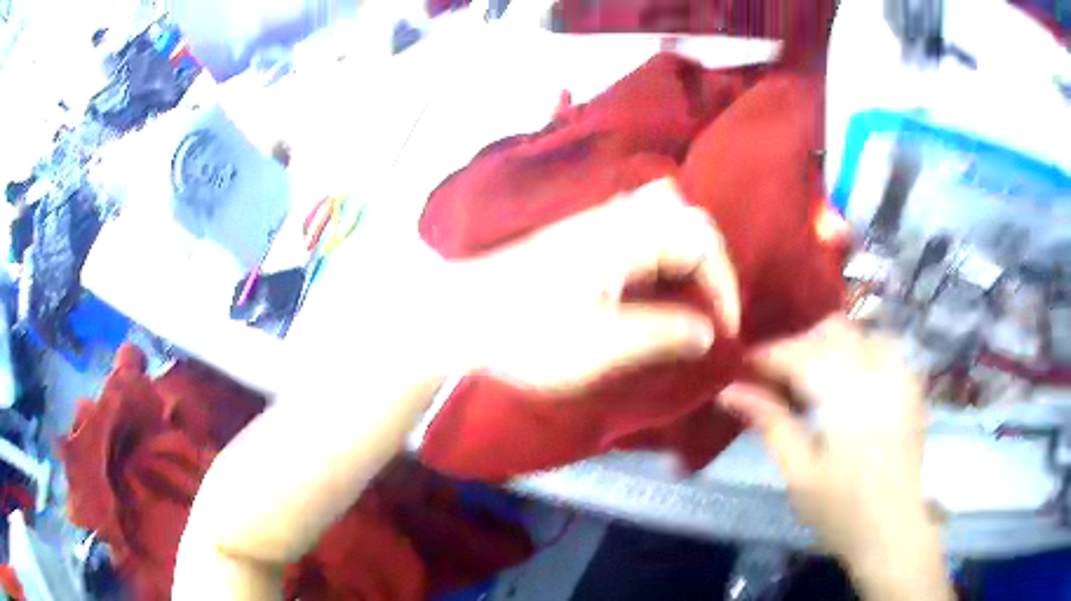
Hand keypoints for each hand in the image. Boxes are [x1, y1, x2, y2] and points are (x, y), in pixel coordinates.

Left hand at [456, 177, 739, 393]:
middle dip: (709, 262)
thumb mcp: (599, 348)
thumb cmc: (525, 335)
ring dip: (687, 252)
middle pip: (686, 216)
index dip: (723, 284)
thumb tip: (708, 333)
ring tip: (687, 296)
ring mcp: (596, 222)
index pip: (699, 239)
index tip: (723, 329)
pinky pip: (640, 226)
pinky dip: (663, 250)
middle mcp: (614, 218)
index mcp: (624, 239)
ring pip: (664, 215)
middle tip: (709, 307)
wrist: (461, 315)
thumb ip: (660, 335)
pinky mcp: (582, 235)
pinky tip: (653, 284)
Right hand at [718, 317, 951, 600]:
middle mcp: (877, 372)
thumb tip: (730, 391)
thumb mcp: (798, 473)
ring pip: (859, 333)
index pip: (801, 354)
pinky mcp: (911, 385)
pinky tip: (849, 381)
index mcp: (847, 395)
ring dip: (831, 346)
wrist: (892, 529)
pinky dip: (859, 353)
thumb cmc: (840, 510)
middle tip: (777, 377)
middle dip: (799, 346)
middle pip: (832, 332)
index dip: (769, 355)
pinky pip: (883, 347)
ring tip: (813, 378)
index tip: (745, 366)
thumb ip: (770, 424)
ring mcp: (900, 375)